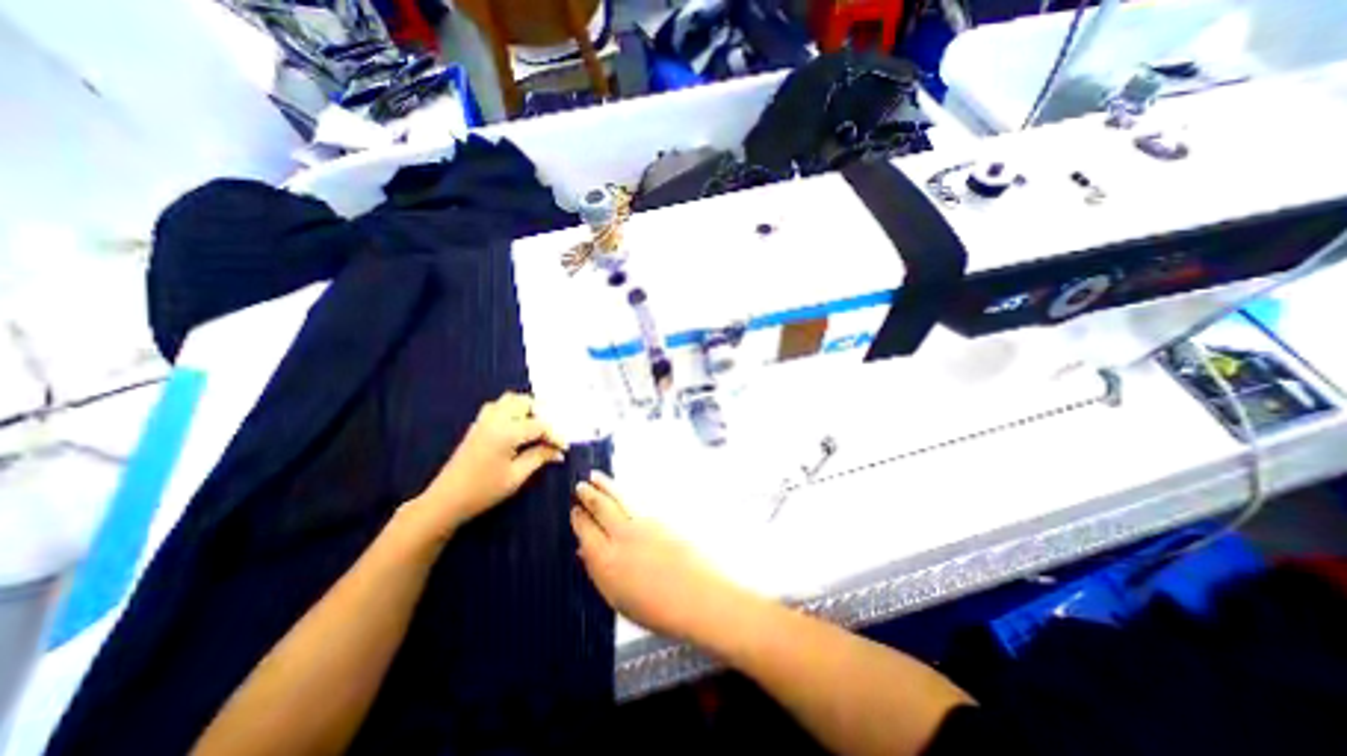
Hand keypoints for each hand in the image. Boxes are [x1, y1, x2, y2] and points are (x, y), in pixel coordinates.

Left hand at [404, 394, 564, 540]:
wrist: (446, 499)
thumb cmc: (484, 490)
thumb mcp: (517, 476)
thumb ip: (539, 457)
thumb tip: (558, 451)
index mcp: (507, 432)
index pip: (540, 425)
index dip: (555, 435)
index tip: (564, 448)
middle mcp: (495, 419)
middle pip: (524, 402)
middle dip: (542, 414)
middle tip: (551, 434)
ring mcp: (484, 420)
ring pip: (510, 400)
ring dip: (527, 409)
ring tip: (537, 427)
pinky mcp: (477, 425)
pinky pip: (498, 406)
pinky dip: (513, 410)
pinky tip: (518, 428)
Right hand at [566, 473, 741, 638]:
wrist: (701, 595)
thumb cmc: (659, 609)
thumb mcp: (619, 599)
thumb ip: (599, 572)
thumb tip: (584, 551)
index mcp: (606, 561)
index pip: (585, 530)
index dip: (578, 518)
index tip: (574, 509)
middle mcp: (622, 536)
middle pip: (600, 507)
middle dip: (588, 494)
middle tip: (580, 485)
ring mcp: (643, 522)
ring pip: (618, 497)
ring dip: (605, 485)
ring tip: (595, 476)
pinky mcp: (660, 516)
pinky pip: (635, 500)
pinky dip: (624, 492)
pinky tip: (621, 491)